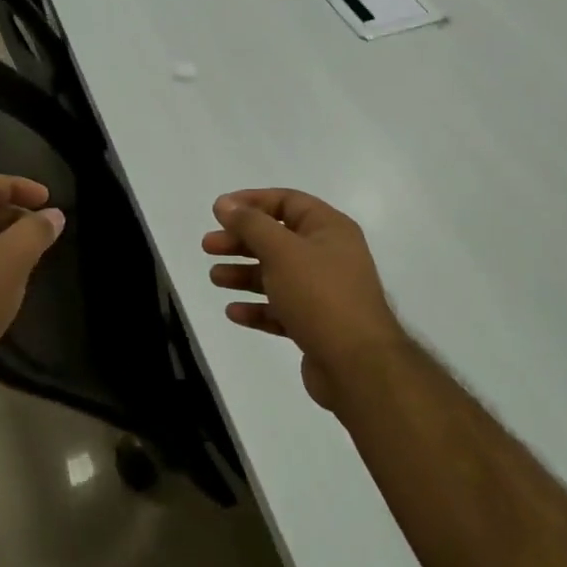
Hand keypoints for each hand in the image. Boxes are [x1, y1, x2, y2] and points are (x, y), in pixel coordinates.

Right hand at [203, 189, 405, 414]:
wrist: (357, 365)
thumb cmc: (320, 295)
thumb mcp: (282, 251)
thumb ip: (251, 224)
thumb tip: (225, 203)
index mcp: (329, 229)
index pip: (287, 202)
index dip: (252, 201)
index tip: (219, 211)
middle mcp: (329, 256)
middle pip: (277, 239)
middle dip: (241, 241)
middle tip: (208, 247)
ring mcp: (323, 292)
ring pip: (276, 275)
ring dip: (244, 274)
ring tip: (215, 278)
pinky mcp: (315, 325)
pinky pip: (280, 309)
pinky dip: (257, 308)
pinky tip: (233, 312)